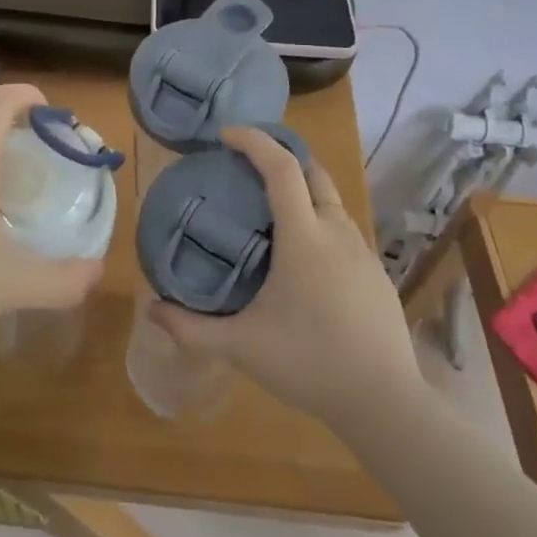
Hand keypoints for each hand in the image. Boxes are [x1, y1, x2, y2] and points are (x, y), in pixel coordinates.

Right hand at [150, 127, 418, 426]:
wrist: (384, 401)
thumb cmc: (309, 363)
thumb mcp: (240, 347)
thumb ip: (190, 328)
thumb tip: (152, 309)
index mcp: (304, 238)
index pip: (282, 169)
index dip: (255, 142)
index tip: (226, 135)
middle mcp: (337, 233)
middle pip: (313, 173)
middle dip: (282, 157)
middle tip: (247, 167)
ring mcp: (363, 252)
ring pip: (332, 203)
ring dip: (302, 192)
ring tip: (270, 214)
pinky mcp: (376, 274)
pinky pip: (344, 231)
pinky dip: (319, 222)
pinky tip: (303, 261)